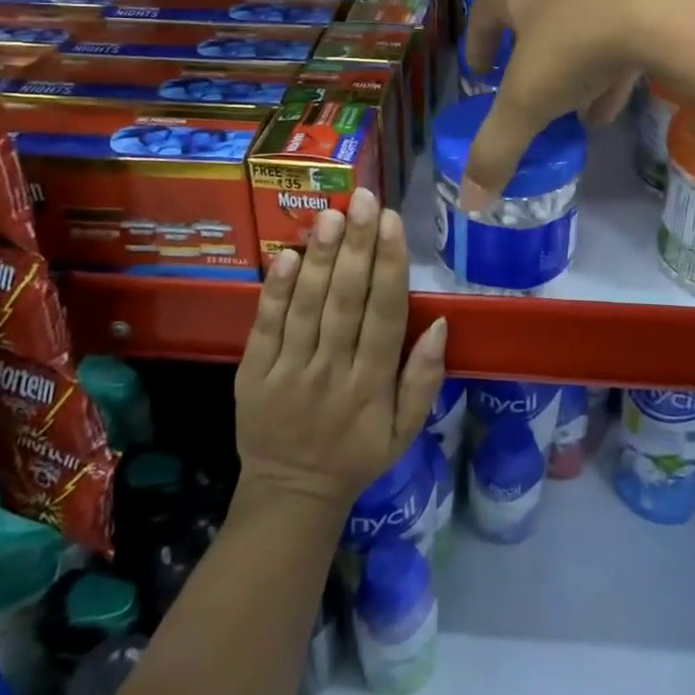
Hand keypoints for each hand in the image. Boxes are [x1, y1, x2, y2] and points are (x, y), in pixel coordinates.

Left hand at [234, 187, 447, 516]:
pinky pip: (264, 328)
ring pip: (306, 307)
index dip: (390, 266)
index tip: (392, 222)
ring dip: (319, 258)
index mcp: (373, 386)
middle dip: (356, 247)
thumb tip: (441, 323)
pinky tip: (286, 256)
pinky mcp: (252, 375)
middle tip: (362, 199)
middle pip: (346, 302)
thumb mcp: (405, 430)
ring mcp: (288, 373)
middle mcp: (332, 373)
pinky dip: (275, 292)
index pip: (385, 315)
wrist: (290, 494)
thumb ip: (424, 379)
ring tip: (329, 215)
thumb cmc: (356, 455)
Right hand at [460, 0, 694, 209]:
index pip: (483, 12)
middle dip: (529, 50)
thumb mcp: (528, 104)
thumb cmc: (578, 46)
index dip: (478, 45)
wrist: (668, 10)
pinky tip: (614, 100)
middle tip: (527, 81)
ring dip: (574, 60)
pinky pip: (620, 23)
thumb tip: (470, 201)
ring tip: (575, 106)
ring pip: (580, 18)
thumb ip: (497, 150)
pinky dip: (611, 60)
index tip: (481, 72)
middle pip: (533, 9)